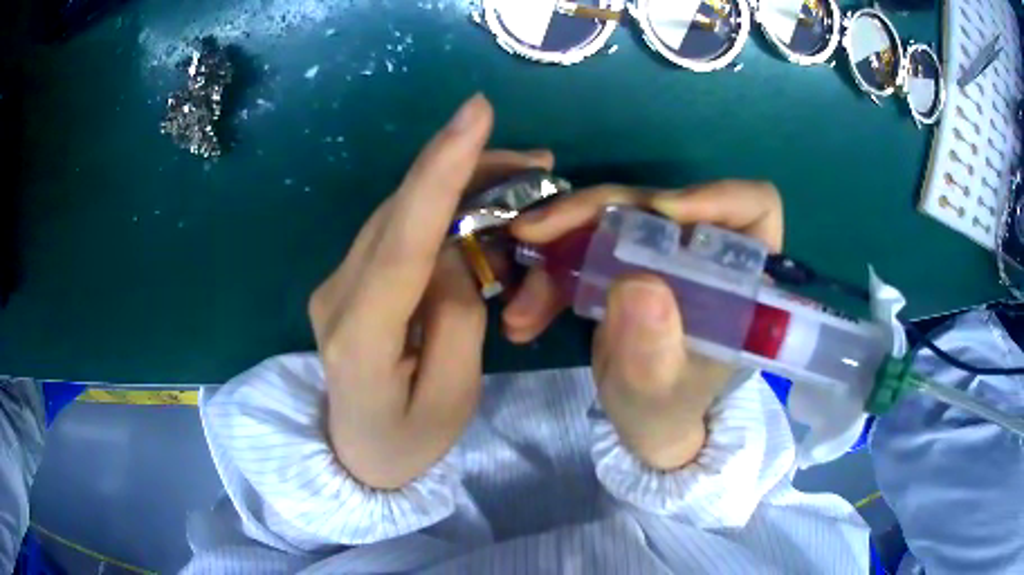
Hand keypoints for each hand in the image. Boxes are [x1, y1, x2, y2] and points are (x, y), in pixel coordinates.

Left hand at [308, 94, 553, 488]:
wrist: (355, 455)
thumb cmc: (409, 441)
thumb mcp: (453, 396)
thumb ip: (455, 316)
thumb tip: (454, 250)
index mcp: (360, 333)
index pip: (404, 237)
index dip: (441, 169)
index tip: (477, 112)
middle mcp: (337, 294)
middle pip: (403, 211)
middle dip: (466, 169)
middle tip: (535, 160)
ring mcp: (336, 283)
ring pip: (400, 212)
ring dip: (457, 187)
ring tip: (518, 179)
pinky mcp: (347, 280)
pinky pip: (397, 231)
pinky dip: (438, 210)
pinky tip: (476, 210)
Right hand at [505, 181, 783, 469]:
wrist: (640, 422)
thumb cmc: (665, 410)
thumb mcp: (658, 391)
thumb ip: (654, 349)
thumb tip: (636, 282)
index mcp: (741, 280)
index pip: (754, 206)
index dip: (714, 196)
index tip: (660, 213)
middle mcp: (704, 253)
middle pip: (658, 202)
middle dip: (594, 215)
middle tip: (534, 236)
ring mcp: (662, 253)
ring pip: (610, 217)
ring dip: (556, 248)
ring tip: (520, 307)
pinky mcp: (627, 260)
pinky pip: (584, 244)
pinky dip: (550, 274)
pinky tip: (524, 316)